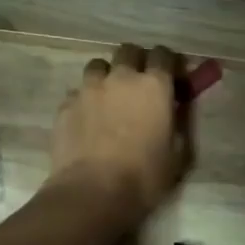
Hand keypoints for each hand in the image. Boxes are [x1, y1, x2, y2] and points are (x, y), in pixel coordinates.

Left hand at [45, 43, 189, 225]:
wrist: (92, 193)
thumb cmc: (144, 177)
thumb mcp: (178, 154)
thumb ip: (179, 123)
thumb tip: (176, 110)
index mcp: (154, 86)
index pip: (163, 54)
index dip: (168, 63)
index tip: (171, 78)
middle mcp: (121, 78)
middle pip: (128, 51)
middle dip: (136, 61)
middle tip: (139, 84)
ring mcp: (88, 89)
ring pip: (97, 66)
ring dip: (106, 76)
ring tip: (109, 98)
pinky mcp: (65, 105)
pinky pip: (77, 93)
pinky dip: (85, 100)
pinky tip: (87, 121)